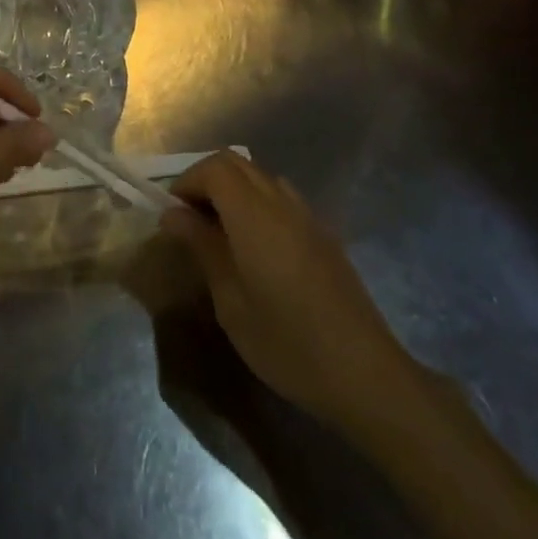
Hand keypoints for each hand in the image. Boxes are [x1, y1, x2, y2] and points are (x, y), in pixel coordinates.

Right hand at [162, 151, 427, 427]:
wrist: (365, 375)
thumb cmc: (287, 343)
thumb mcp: (231, 301)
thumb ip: (203, 248)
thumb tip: (173, 214)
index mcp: (255, 215)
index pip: (214, 168)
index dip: (187, 182)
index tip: (172, 215)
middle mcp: (282, 203)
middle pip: (236, 163)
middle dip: (205, 180)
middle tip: (190, 219)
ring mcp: (308, 216)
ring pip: (260, 178)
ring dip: (232, 190)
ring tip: (218, 232)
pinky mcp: (323, 234)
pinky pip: (281, 198)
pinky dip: (256, 204)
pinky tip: (254, 248)